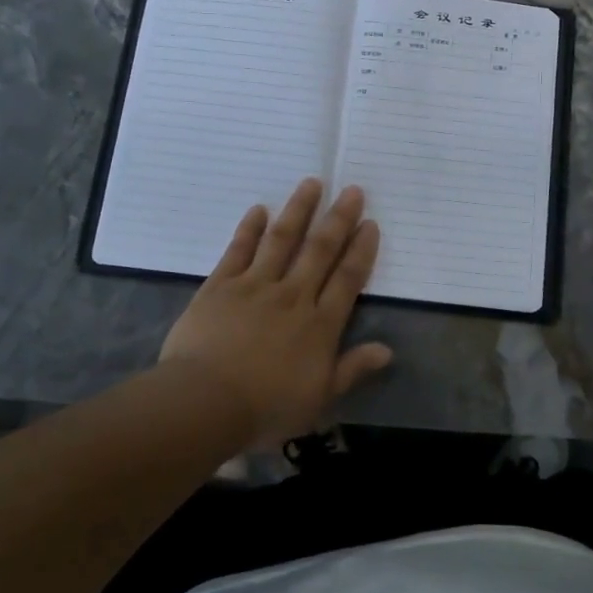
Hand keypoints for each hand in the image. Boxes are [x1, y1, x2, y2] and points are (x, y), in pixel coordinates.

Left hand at [158, 178, 391, 446]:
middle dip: (338, 219)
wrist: (204, 402)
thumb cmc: (265, 408)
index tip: (370, 223)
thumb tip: (388, 351)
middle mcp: (293, 295)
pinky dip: (250, 229)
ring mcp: (255, 286)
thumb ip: (353, 369)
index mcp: (319, 324)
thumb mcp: (319, 398)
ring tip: (311, 184)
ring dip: (299, 210)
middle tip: (352, 190)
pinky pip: (239, 250)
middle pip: (320, 250)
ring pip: (282, 239)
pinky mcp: (221, 285)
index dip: (361, 250)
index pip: (347, 278)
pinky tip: (259, 209)